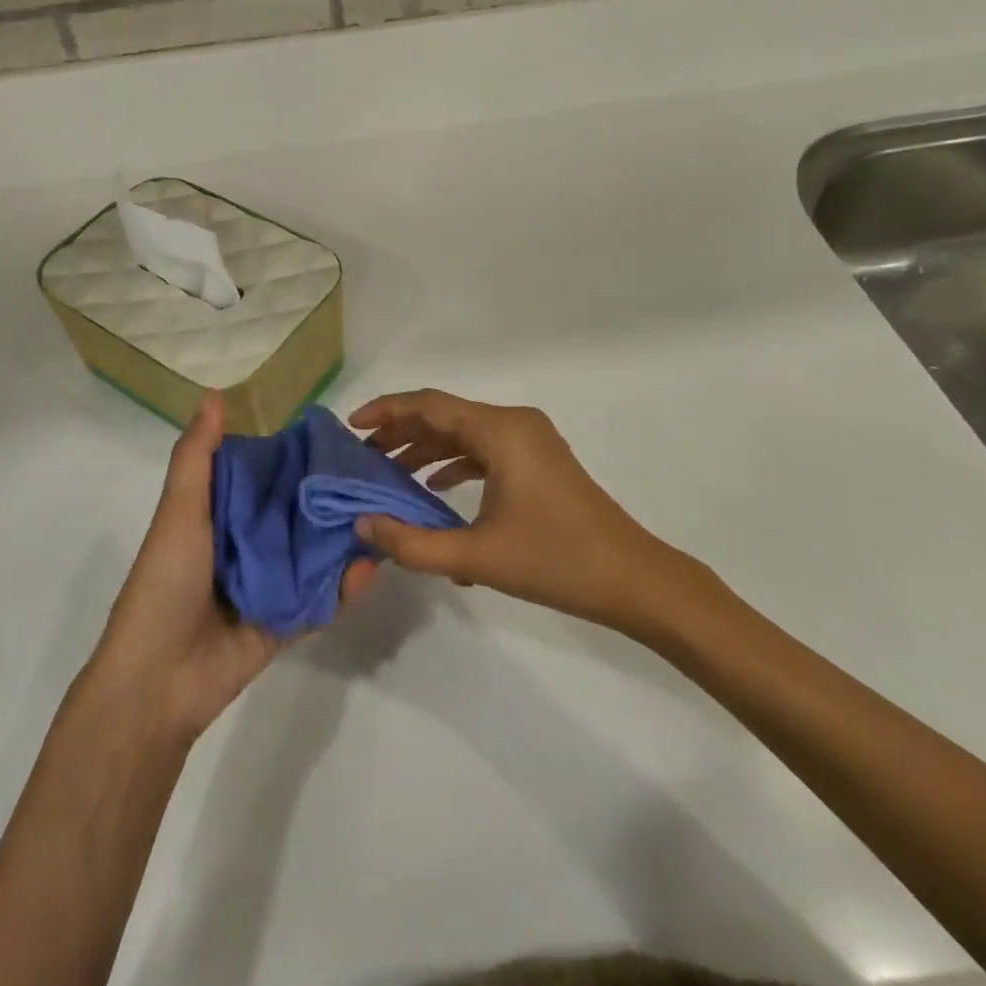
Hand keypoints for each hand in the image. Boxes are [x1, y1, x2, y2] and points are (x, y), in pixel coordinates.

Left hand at [88, 392, 376, 740]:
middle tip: (375, 470)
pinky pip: (321, 598)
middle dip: (329, 495)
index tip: (334, 433)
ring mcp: (269, 584)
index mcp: (219, 515)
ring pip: (314, 553)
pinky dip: (345, 585)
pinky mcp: (286, 620)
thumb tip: (214, 395)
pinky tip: (372, 564)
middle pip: (295, 512)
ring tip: (385, 510)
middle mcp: (247, 544)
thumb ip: (198, 457)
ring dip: (345, 537)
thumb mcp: (179, 511)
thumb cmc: (165, 582)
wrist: (157, 680)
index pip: (264, 475)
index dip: (294, 454)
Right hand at [351, 389, 722, 638]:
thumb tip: (363, 526)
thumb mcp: (478, 556)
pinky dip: (454, 463)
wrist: (635, 580)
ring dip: (425, 449)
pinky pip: (484, 450)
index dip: (385, 411)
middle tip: (362, 457)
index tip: (350, 427)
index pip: (428, 405)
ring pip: (463, 434)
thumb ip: (413, 542)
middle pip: (444, 415)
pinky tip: (433, 489)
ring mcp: (530, 441)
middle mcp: (514, 423)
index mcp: (500, 430)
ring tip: (387, 472)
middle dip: (400, 432)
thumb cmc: (557, 561)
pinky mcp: (538, 462)